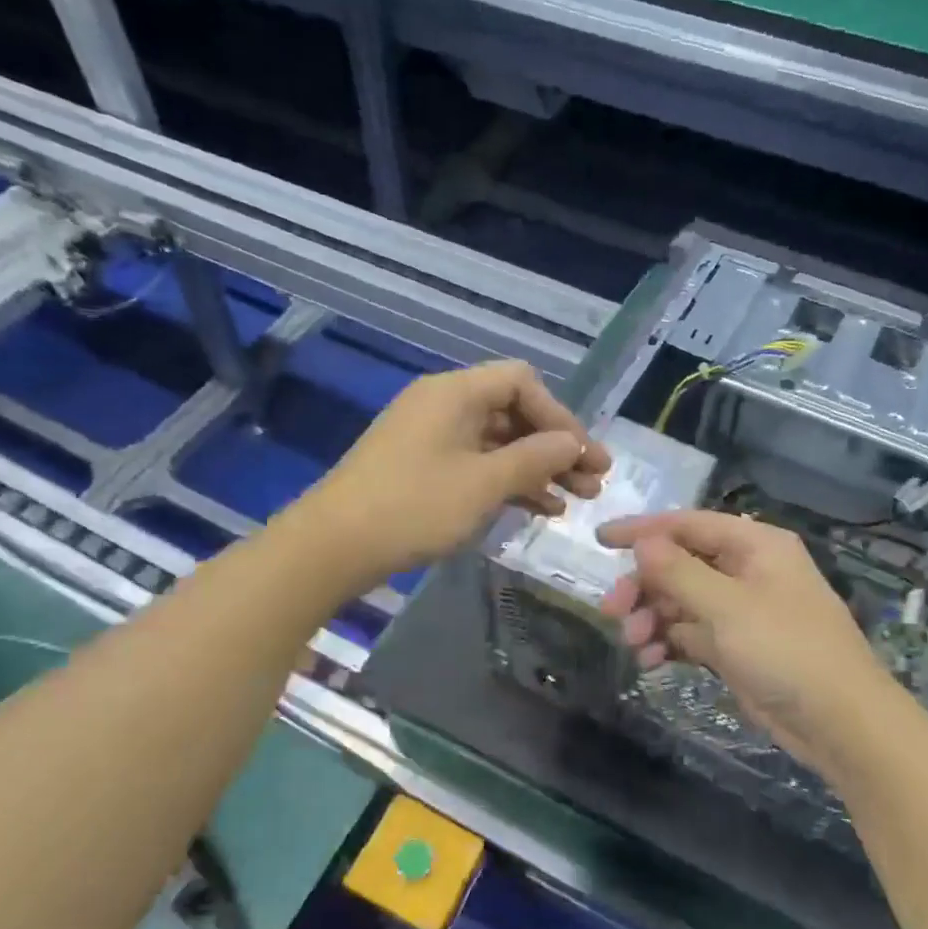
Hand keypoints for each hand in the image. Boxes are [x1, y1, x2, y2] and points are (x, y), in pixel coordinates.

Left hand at [303, 360, 609, 586]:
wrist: (334, 545)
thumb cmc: (414, 506)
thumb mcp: (484, 483)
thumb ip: (535, 458)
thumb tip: (573, 444)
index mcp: (456, 393)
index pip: (523, 383)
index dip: (560, 415)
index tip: (584, 455)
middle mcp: (444, 406)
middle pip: (514, 413)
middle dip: (556, 447)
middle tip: (594, 482)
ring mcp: (432, 438)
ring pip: (498, 443)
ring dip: (538, 468)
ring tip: (575, 501)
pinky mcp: (424, 468)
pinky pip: (477, 464)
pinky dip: (509, 482)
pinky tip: (539, 508)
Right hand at [597, 510, 897, 780]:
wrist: (841, 723)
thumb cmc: (787, 651)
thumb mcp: (728, 607)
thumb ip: (679, 572)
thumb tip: (642, 543)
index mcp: (755, 545)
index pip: (688, 524)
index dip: (642, 530)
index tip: (600, 540)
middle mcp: (747, 570)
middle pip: (680, 565)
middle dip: (645, 586)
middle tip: (612, 611)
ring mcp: (742, 610)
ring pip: (681, 601)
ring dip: (653, 618)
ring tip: (633, 644)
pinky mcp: (736, 646)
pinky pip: (691, 633)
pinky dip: (669, 643)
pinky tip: (650, 661)